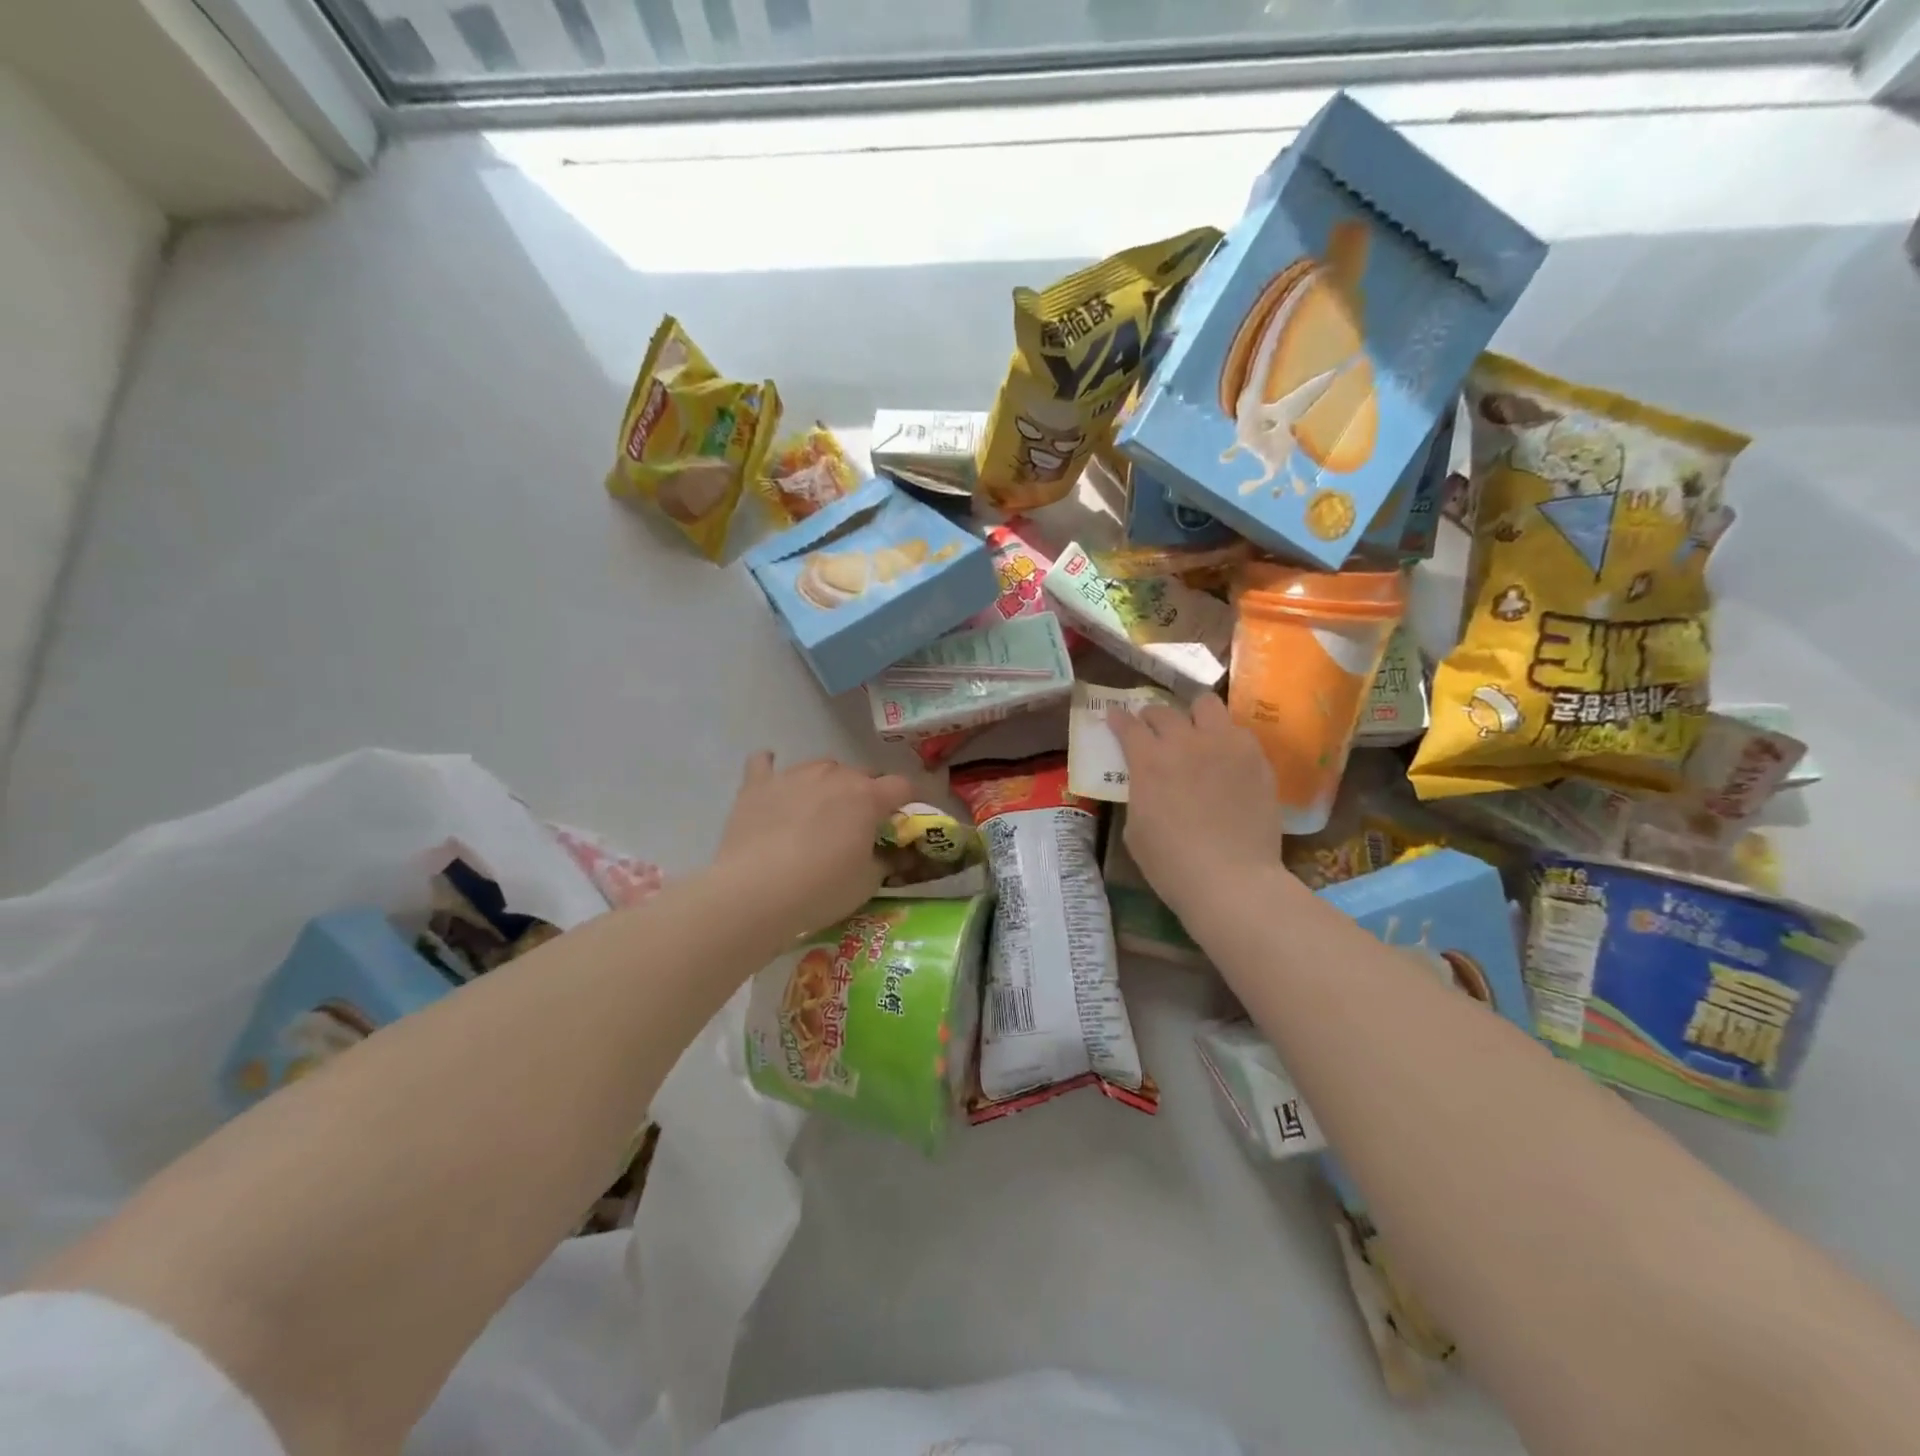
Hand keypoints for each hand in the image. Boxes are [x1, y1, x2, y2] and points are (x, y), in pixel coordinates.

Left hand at [713, 752, 912, 940]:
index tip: (904, 821)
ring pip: (821, 766)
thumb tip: (890, 853)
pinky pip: (764, 764)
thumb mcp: (867, 883)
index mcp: (868, 796)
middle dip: (868, 794)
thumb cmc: (821, 889)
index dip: (908, 802)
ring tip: (821, 809)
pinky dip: (771, 769)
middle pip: (862, 773)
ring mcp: (793, 775)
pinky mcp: (757, 785)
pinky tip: (772, 779)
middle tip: (861, 824)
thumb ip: (885, 860)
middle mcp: (834, 775)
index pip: (902, 786)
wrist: (755, 892)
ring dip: (828, 783)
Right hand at [1110, 694, 1284, 922]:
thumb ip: (1139, 795)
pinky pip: (1238, 732)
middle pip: (1164, 711)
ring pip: (1207, 705)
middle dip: (1152, 717)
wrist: (1232, 880)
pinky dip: (1225, 738)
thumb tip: (1148, 785)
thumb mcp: (1135, 829)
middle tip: (1152, 730)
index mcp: (1149, 761)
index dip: (1118, 719)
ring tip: (1195, 731)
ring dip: (1194, 715)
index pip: (1128, 726)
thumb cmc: (1172, 864)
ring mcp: (1225, 745)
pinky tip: (1225, 757)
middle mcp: (1185, 742)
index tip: (1115, 717)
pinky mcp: (1256, 758)